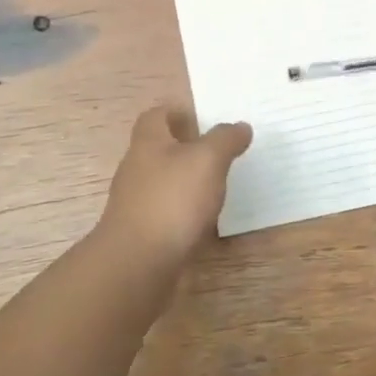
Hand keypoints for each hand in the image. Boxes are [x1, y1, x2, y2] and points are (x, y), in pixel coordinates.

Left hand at [96, 105, 252, 274]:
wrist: (138, 263)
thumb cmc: (172, 200)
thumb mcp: (207, 160)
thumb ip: (225, 140)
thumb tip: (240, 126)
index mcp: (148, 143)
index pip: (155, 116)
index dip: (175, 112)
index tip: (201, 116)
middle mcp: (136, 169)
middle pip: (158, 149)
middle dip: (184, 147)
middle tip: (217, 150)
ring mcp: (136, 203)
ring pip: (162, 181)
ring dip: (185, 180)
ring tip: (216, 184)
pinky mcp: (142, 232)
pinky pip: (165, 212)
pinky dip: (183, 211)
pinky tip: (203, 220)